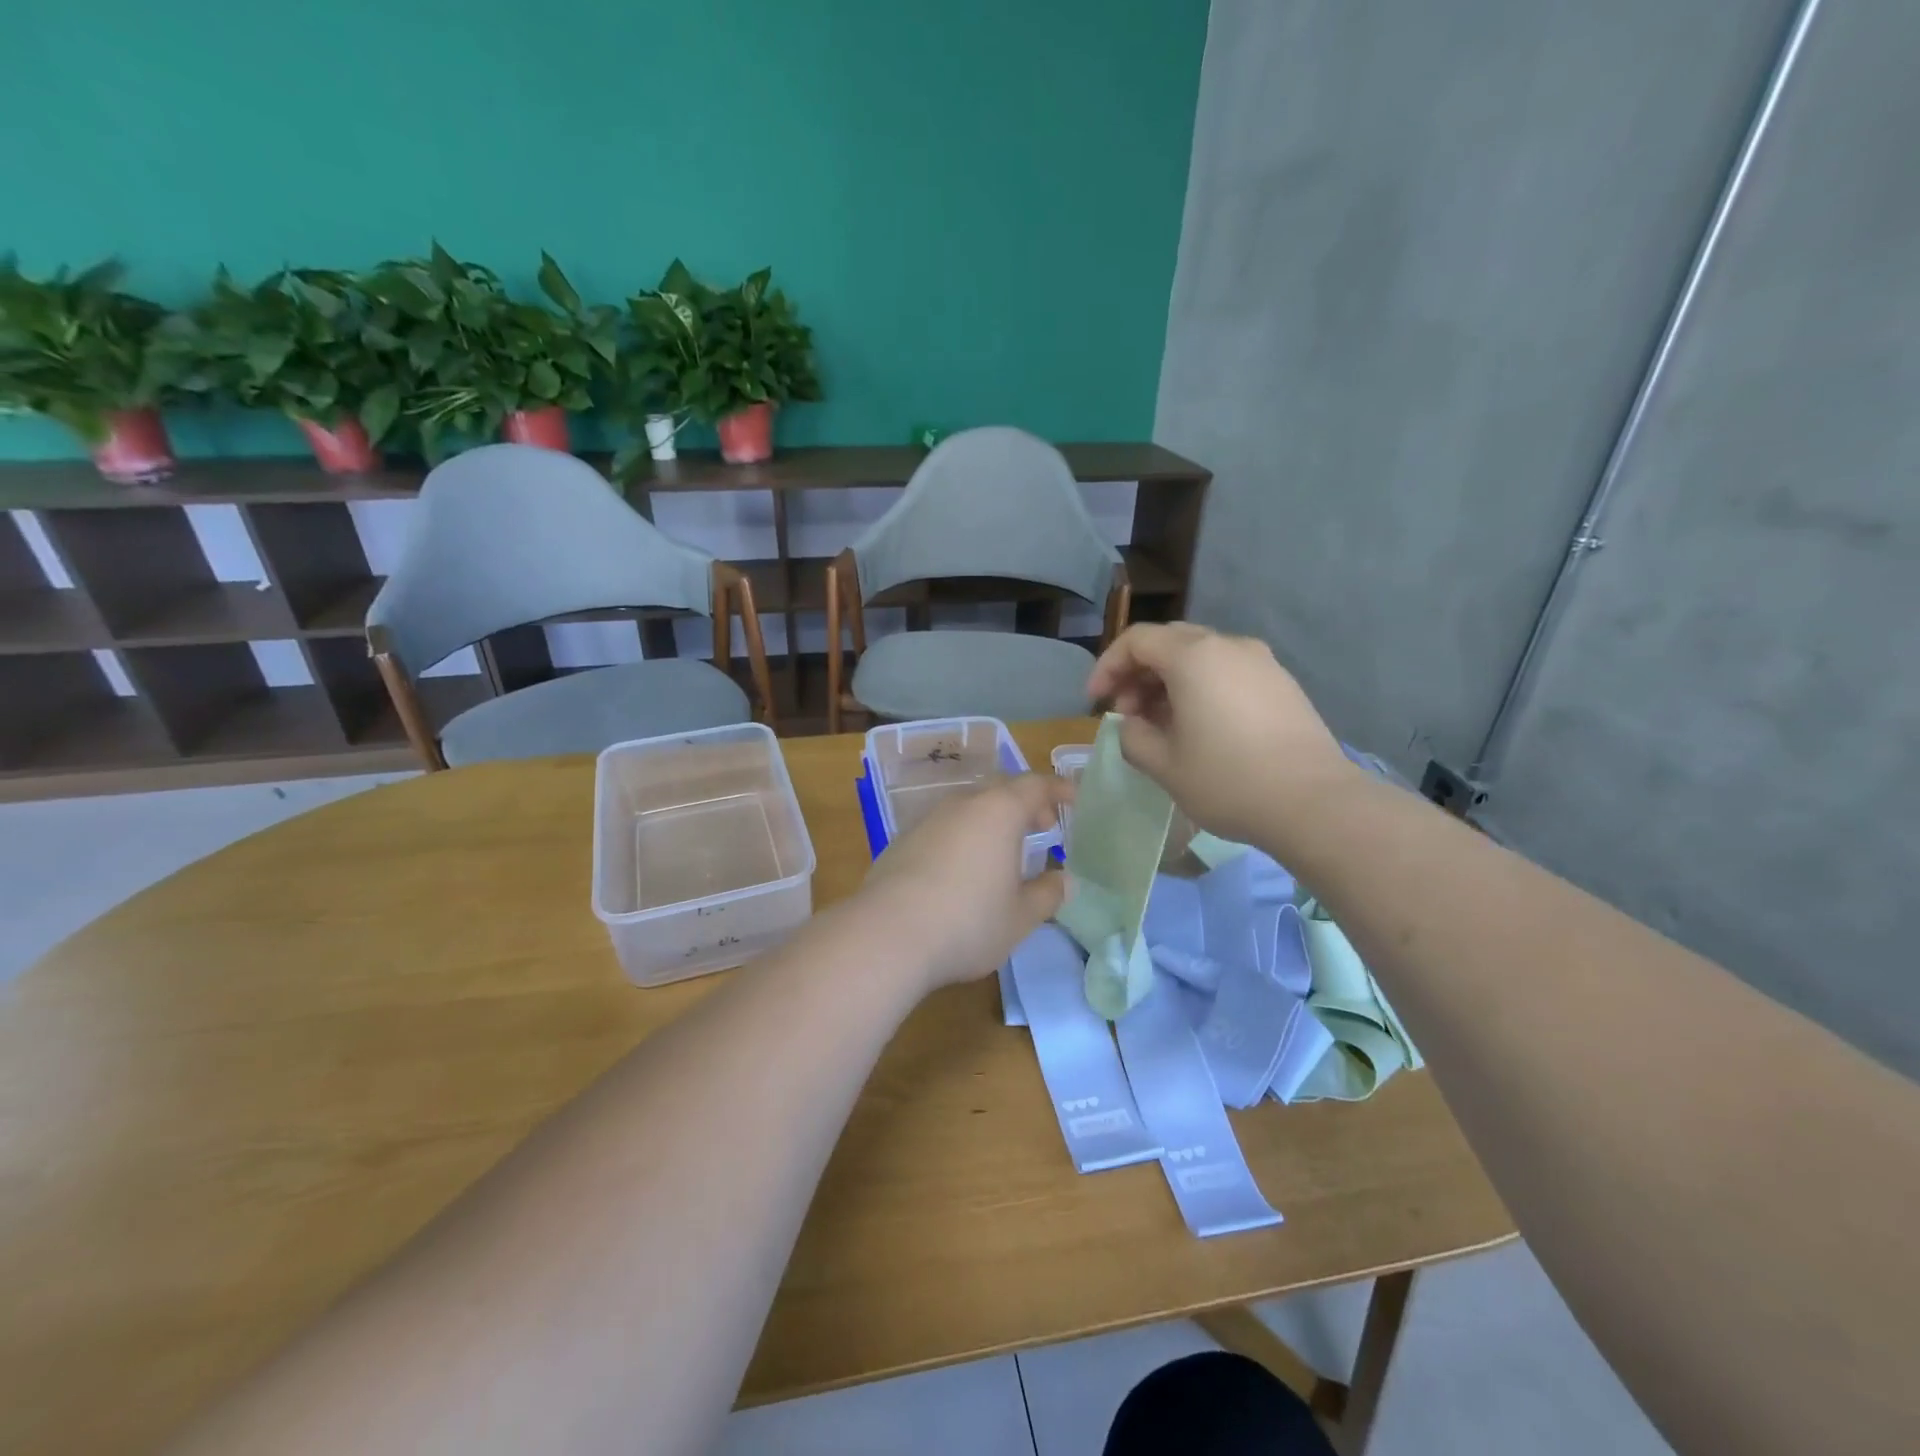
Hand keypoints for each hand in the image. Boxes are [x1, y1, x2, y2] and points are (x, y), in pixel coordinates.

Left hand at [860, 774, 1072, 991]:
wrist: (887, 935)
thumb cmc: (968, 922)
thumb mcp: (1020, 916)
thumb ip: (1048, 894)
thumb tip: (1065, 880)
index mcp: (998, 812)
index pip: (1035, 785)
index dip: (1058, 789)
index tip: (1074, 799)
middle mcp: (962, 804)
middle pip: (1000, 790)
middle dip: (1025, 803)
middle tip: (1043, 827)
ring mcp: (927, 820)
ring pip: (968, 807)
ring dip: (992, 820)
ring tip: (1004, 851)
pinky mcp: (901, 841)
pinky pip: (944, 827)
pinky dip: (963, 836)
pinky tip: (962, 870)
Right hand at [1087, 622, 1356, 848]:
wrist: (1315, 803)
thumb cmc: (1228, 781)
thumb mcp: (1163, 765)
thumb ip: (1132, 737)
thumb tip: (1132, 726)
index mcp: (1193, 657)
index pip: (1136, 641)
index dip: (1107, 667)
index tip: (1096, 702)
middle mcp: (1228, 646)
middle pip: (1169, 642)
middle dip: (1138, 673)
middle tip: (1127, 713)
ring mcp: (1261, 662)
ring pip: (1200, 657)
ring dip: (1169, 682)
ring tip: (1160, 725)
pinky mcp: (1282, 684)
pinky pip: (1228, 672)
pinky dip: (1201, 688)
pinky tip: (1200, 727)